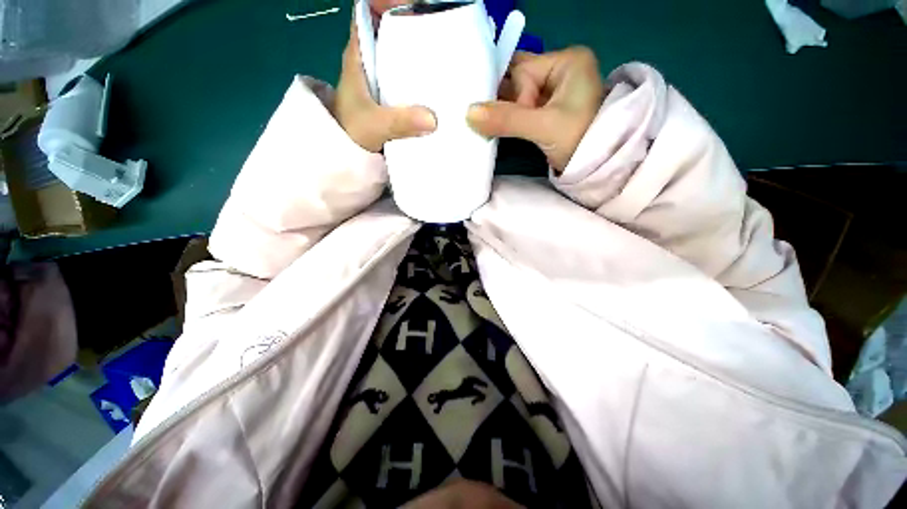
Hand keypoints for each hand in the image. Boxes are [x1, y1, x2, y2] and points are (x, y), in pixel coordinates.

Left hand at [334, 16, 435, 152]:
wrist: (344, 155)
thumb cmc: (350, 133)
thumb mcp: (374, 125)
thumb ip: (400, 122)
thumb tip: (434, 120)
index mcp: (359, 53)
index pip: (370, 9)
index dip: (390, 1)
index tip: (419, 8)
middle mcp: (369, 59)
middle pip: (391, 28)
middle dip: (415, 27)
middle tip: (443, 36)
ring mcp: (379, 77)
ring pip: (400, 53)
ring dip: (420, 54)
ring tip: (446, 59)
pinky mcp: (388, 95)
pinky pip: (406, 76)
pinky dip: (420, 77)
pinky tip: (436, 86)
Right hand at [467, 47, 605, 172]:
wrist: (601, 167)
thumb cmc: (580, 140)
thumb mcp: (544, 127)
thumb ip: (507, 119)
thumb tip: (468, 114)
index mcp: (565, 62)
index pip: (522, 70)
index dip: (509, 94)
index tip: (502, 118)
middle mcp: (558, 72)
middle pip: (517, 82)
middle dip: (500, 102)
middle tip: (482, 119)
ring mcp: (552, 94)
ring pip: (516, 98)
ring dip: (502, 114)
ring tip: (485, 126)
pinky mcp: (547, 114)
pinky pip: (520, 112)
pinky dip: (508, 121)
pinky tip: (494, 129)